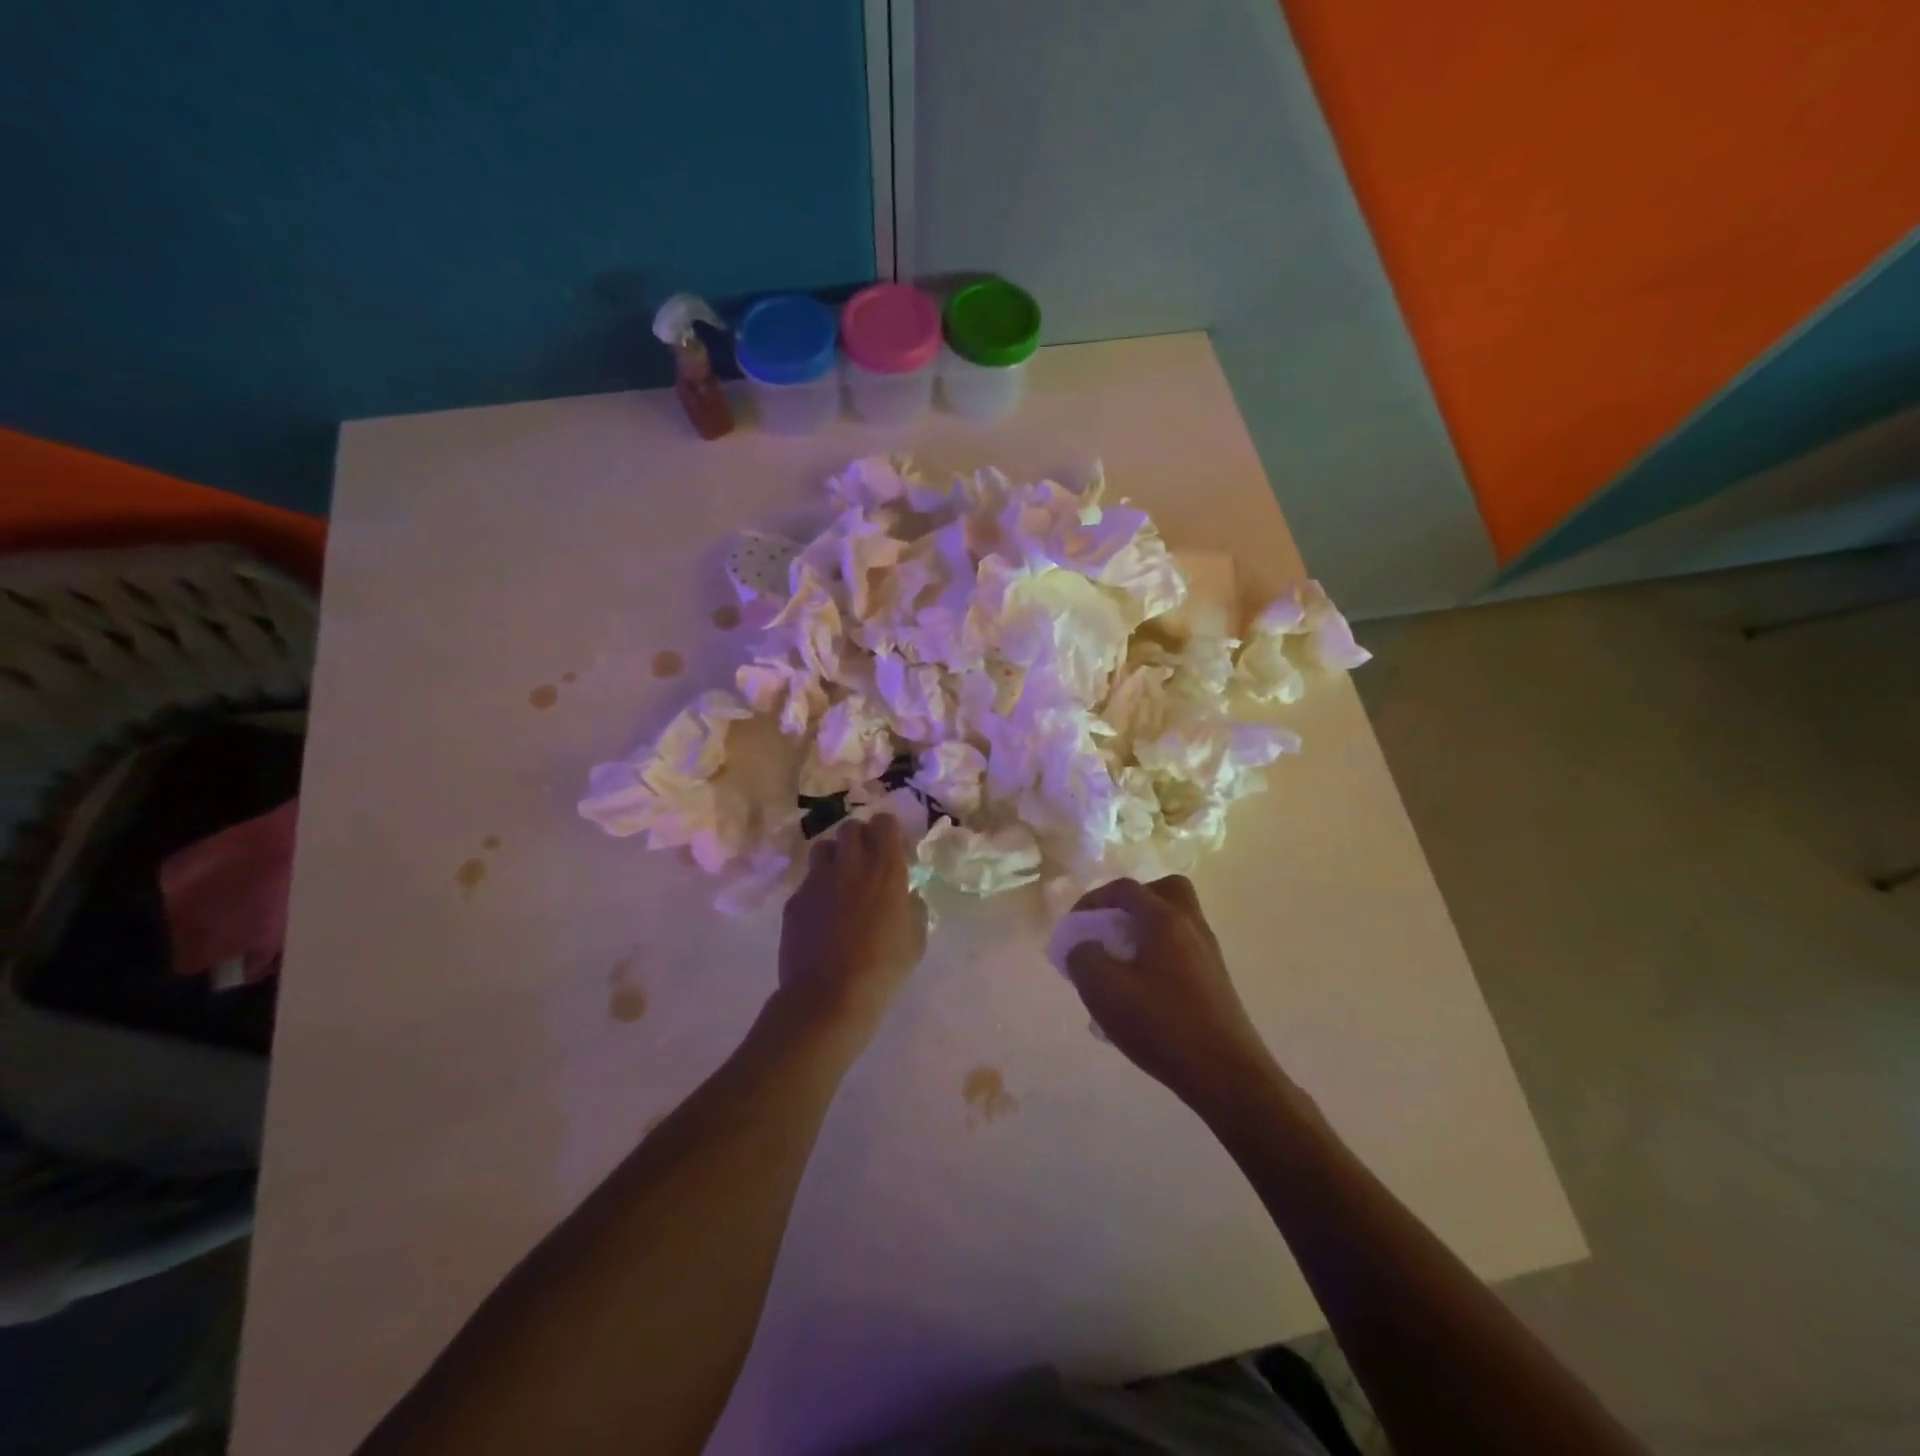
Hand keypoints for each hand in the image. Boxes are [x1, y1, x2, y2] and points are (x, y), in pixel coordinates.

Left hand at [777, 815, 927, 1033]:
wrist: (828, 995)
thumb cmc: (882, 967)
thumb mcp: (916, 939)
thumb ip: (913, 907)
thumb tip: (906, 896)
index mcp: (885, 868)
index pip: (884, 822)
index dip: (888, 832)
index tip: (893, 849)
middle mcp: (850, 864)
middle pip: (850, 827)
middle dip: (860, 838)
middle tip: (866, 861)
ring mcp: (817, 880)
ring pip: (824, 848)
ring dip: (835, 857)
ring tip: (841, 880)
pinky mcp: (795, 899)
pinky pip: (807, 882)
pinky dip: (817, 889)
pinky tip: (822, 914)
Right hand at [1063, 876, 1278, 1109]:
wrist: (1228, 1076)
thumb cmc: (1163, 1026)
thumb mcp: (1105, 991)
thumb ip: (1083, 958)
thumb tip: (1084, 948)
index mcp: (1165, 920)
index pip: (1126, 889)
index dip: (1093, 900)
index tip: (1074, 927)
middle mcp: (1192, 927)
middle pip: (1164, 892)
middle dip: (1132, 904)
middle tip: (1111, 930)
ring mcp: (1208, 955)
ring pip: (1175, 923)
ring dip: (1145, 933)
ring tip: (1119, 967)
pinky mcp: (1215, 982)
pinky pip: (1181, 951)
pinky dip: (1158, 957)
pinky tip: (1140, 995)